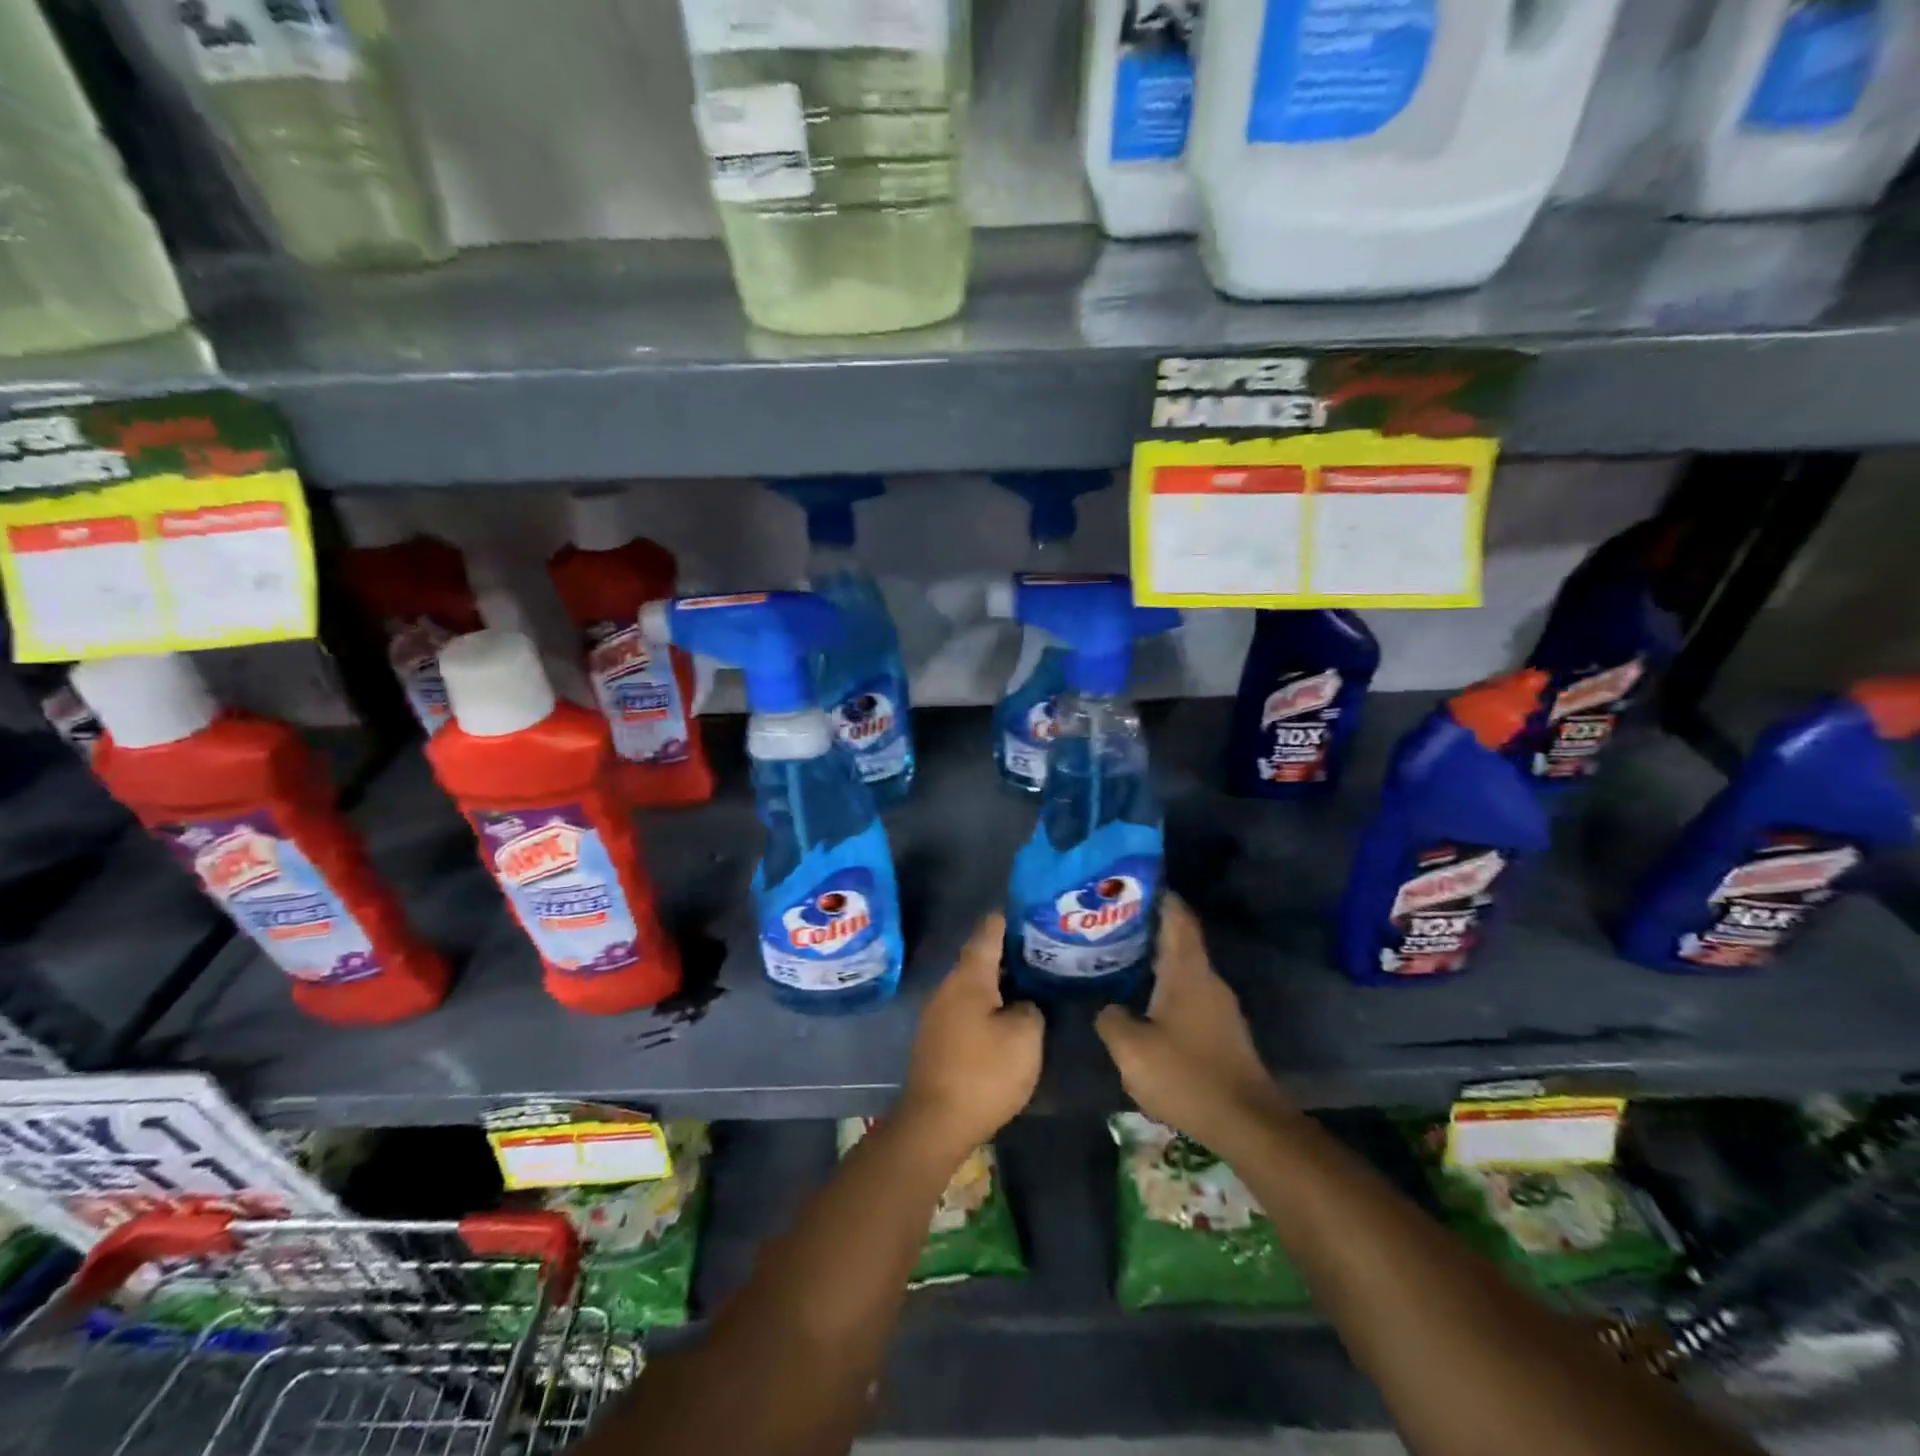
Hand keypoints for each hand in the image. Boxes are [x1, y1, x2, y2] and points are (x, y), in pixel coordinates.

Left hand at [899, 913, 1042, 1155]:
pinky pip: (965, 1010)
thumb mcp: (1025, 1038)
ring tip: (1027, 984)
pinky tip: (1005, 1018)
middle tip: (1037, 951)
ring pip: (971, 987)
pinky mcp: (936, 1041)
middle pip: (978, 960)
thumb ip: (1030, 1010)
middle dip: (1005, 955)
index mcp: (969, 978)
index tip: (1021, 911)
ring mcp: (937, 1015)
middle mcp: (948, 988)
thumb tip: (1022, 1004)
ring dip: (996, 983)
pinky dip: (986, 1006)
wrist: (935, 1123)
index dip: (1004, 921)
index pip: (986, 935)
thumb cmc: (983, 1073)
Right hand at [1096, 896, 1286, 1146]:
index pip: (1177, 917)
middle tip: (1112, 921)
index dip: (1159, 895)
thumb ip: (1111, 1020)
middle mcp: (1207, 980)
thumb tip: (1107, 1007)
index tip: (1134, 882)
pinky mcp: (1222, 1031)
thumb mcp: (1131, 1049)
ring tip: (1121, 956)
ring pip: (1184, 968)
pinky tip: (1143, 999)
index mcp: (1187, 972)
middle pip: (1179, 939)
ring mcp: (1219, 1006)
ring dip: (1156, 958)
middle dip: (1148, 927)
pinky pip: (1189, 993)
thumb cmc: (1186, 1075)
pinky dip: (1166, 986)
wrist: (1246, 1123)